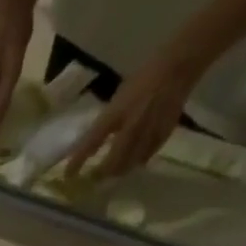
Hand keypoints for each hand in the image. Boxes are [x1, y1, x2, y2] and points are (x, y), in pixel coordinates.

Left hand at [63, 43, 206, 179]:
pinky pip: (147, 156)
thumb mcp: (118, 99)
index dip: (78, 161)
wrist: (176, 68)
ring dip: (119, 171)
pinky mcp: (163, 135)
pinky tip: (134, 162)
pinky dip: (138, 161)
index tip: (68, 175)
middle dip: (102, 173)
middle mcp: (130, 128)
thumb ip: (108, 121)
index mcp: (115, 114)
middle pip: (113, 162)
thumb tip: (96, 140)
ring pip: (130, 164)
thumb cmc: (143, 79)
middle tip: (94, 178)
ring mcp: (148, 133)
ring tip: (113, 173)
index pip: (91, 142)